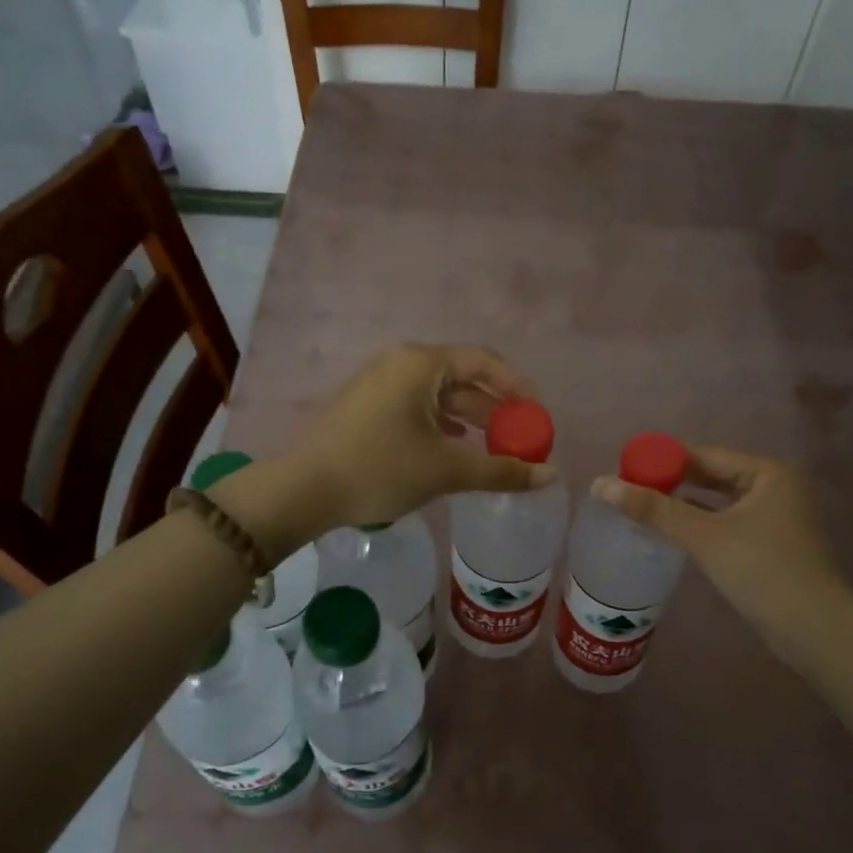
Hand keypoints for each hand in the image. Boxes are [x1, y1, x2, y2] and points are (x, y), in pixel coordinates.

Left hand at [285, 345, 555, 533]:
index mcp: (421, 364)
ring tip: (494, 446)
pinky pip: (417, 406)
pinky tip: (454, 447)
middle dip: (494, 407)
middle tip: (519, 436)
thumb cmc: (379, 469)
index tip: (537, 413)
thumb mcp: (445, 470)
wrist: (303, 490)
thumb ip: (500, 470)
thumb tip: (549, 476)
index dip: (516, 385)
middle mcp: (400, 364)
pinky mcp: (367, 406)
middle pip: (462, 377)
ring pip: (438, 395)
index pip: (483, 361)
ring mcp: (380, 384)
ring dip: (469, 418)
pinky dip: (442, 424)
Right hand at [593, 446, 850, 665]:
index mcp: (766, 473)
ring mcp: (774, 518)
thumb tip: (601, 484)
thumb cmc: (762, 571)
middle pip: (711, 476)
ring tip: (642, 508)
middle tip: (628, 489)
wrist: (815, 631)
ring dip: (683, 505)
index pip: (704, 455)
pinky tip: (671, 533)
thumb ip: (654, 509)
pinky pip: (725, 523)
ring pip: (717, 502)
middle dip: (671, 482)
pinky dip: (699, 525)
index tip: (625, 468)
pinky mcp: (769, 545)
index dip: (663, 460)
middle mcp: (773, 488)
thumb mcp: (704, 537)